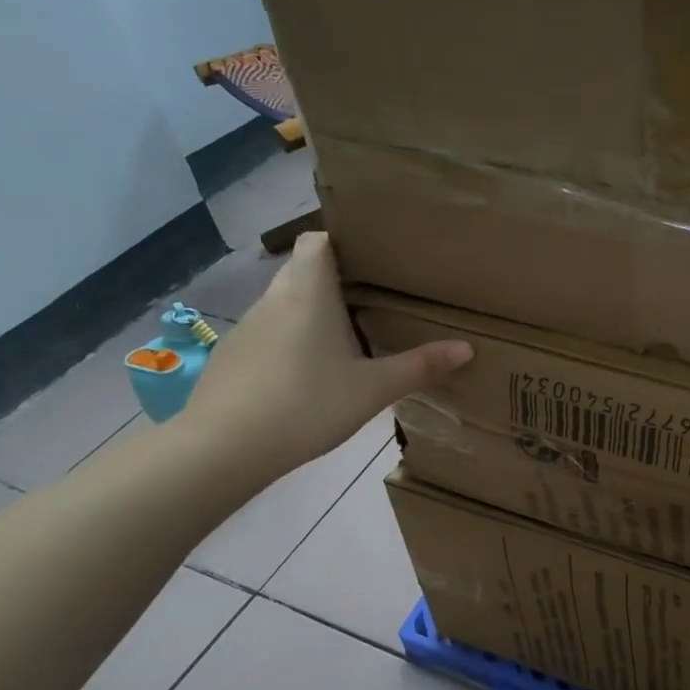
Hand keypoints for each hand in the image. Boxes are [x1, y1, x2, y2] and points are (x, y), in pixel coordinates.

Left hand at [182, 234, 470, 482]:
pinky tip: (308, 375)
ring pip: (285, 303)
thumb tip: (467, 348)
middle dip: (336, 279)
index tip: (375, 259)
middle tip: (376, 299)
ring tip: (348, 336)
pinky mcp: (232, 358)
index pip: (318, 240)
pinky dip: (291, 341)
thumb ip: (420, 366)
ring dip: (313, 312)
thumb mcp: (372, 389)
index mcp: (307, 292)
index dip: (344, 242)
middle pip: (304, 270)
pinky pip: (269, 334)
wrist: (222, 449)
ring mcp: (247, 328)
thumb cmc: (305, 405)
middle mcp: (273, 299)